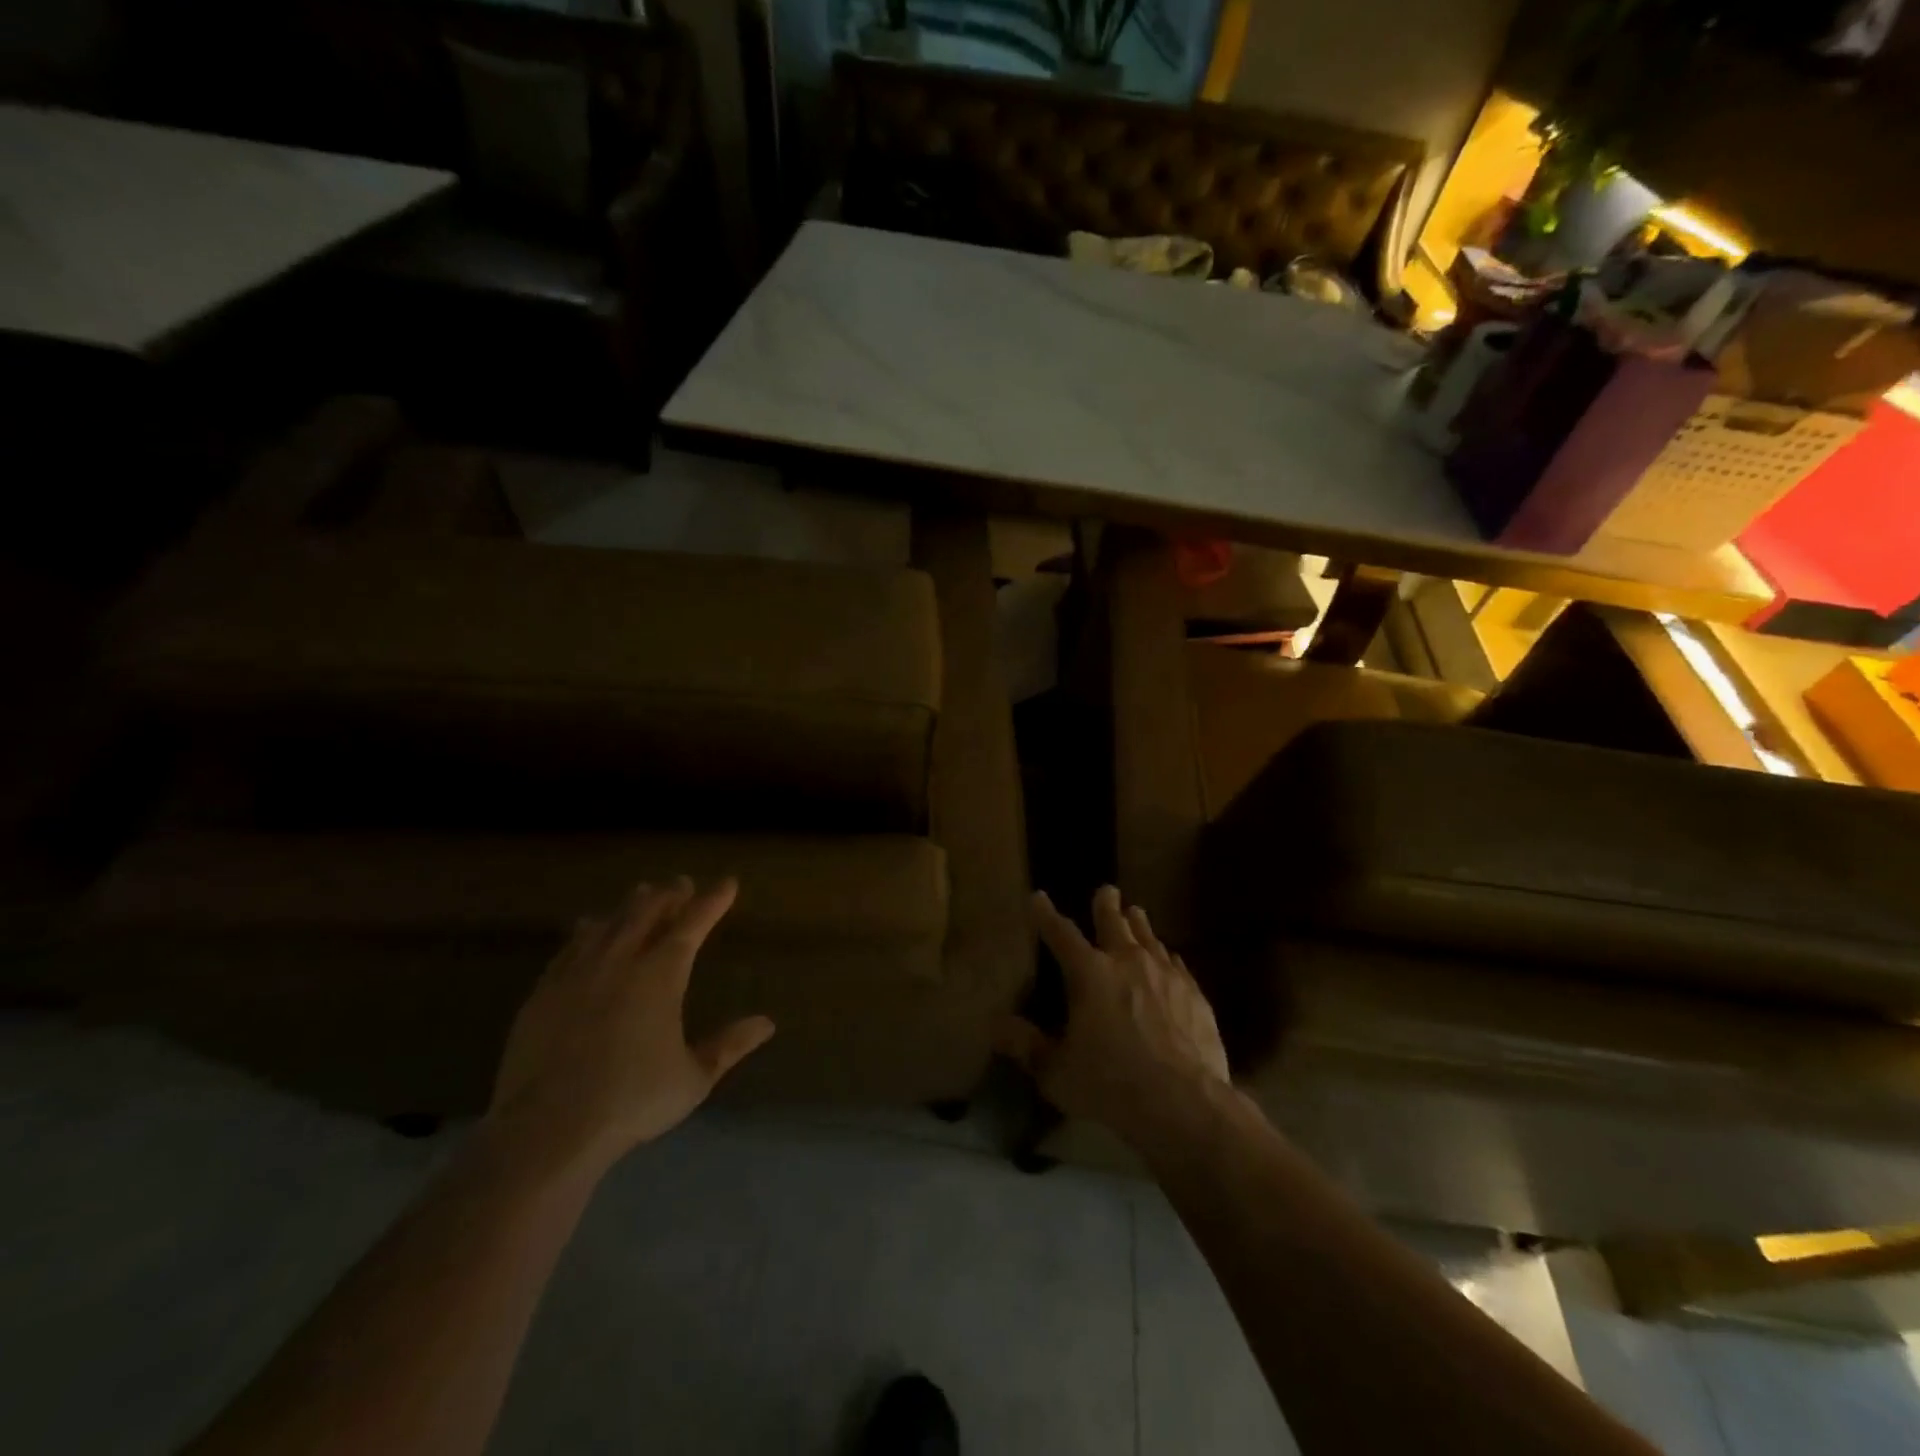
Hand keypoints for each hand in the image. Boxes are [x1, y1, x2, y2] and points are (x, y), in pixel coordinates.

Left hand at [489, 877, 774, 1169]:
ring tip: (639, 895)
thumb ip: (729, 1046)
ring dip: (628, 906)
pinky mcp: (543, 993)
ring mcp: (577, 974)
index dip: (712, 901)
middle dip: (668, 895)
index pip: (693, 924)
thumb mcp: (694, 1078)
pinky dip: (586, 931)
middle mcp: (620, 962)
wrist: (547, 1128)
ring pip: (607, 924)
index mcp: (661, 975)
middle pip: (647, 912)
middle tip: (680, 884)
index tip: (728, 883)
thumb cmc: (632, 1100)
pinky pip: (569, 947)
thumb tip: (767, 1023)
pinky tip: (586, 929)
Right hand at [993, 886, 1229, 1149]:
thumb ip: (1026, 1046)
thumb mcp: (1056, 1072)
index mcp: (1089, 974)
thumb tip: (995, 1025)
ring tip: (1136, 913)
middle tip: (1107, 890)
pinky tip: (1169, 958)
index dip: (1046, 915)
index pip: (1061, 934)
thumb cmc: (1110, 1085)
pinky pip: (1176, 964)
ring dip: (1139, 924)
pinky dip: (1166, 956)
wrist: (1183, 1102)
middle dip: (1106, 905)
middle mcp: (1126, 962)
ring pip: (1149, 938)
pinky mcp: (1193, 993)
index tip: (1039, 898)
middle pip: (1114, 923)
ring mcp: (1164, 974)